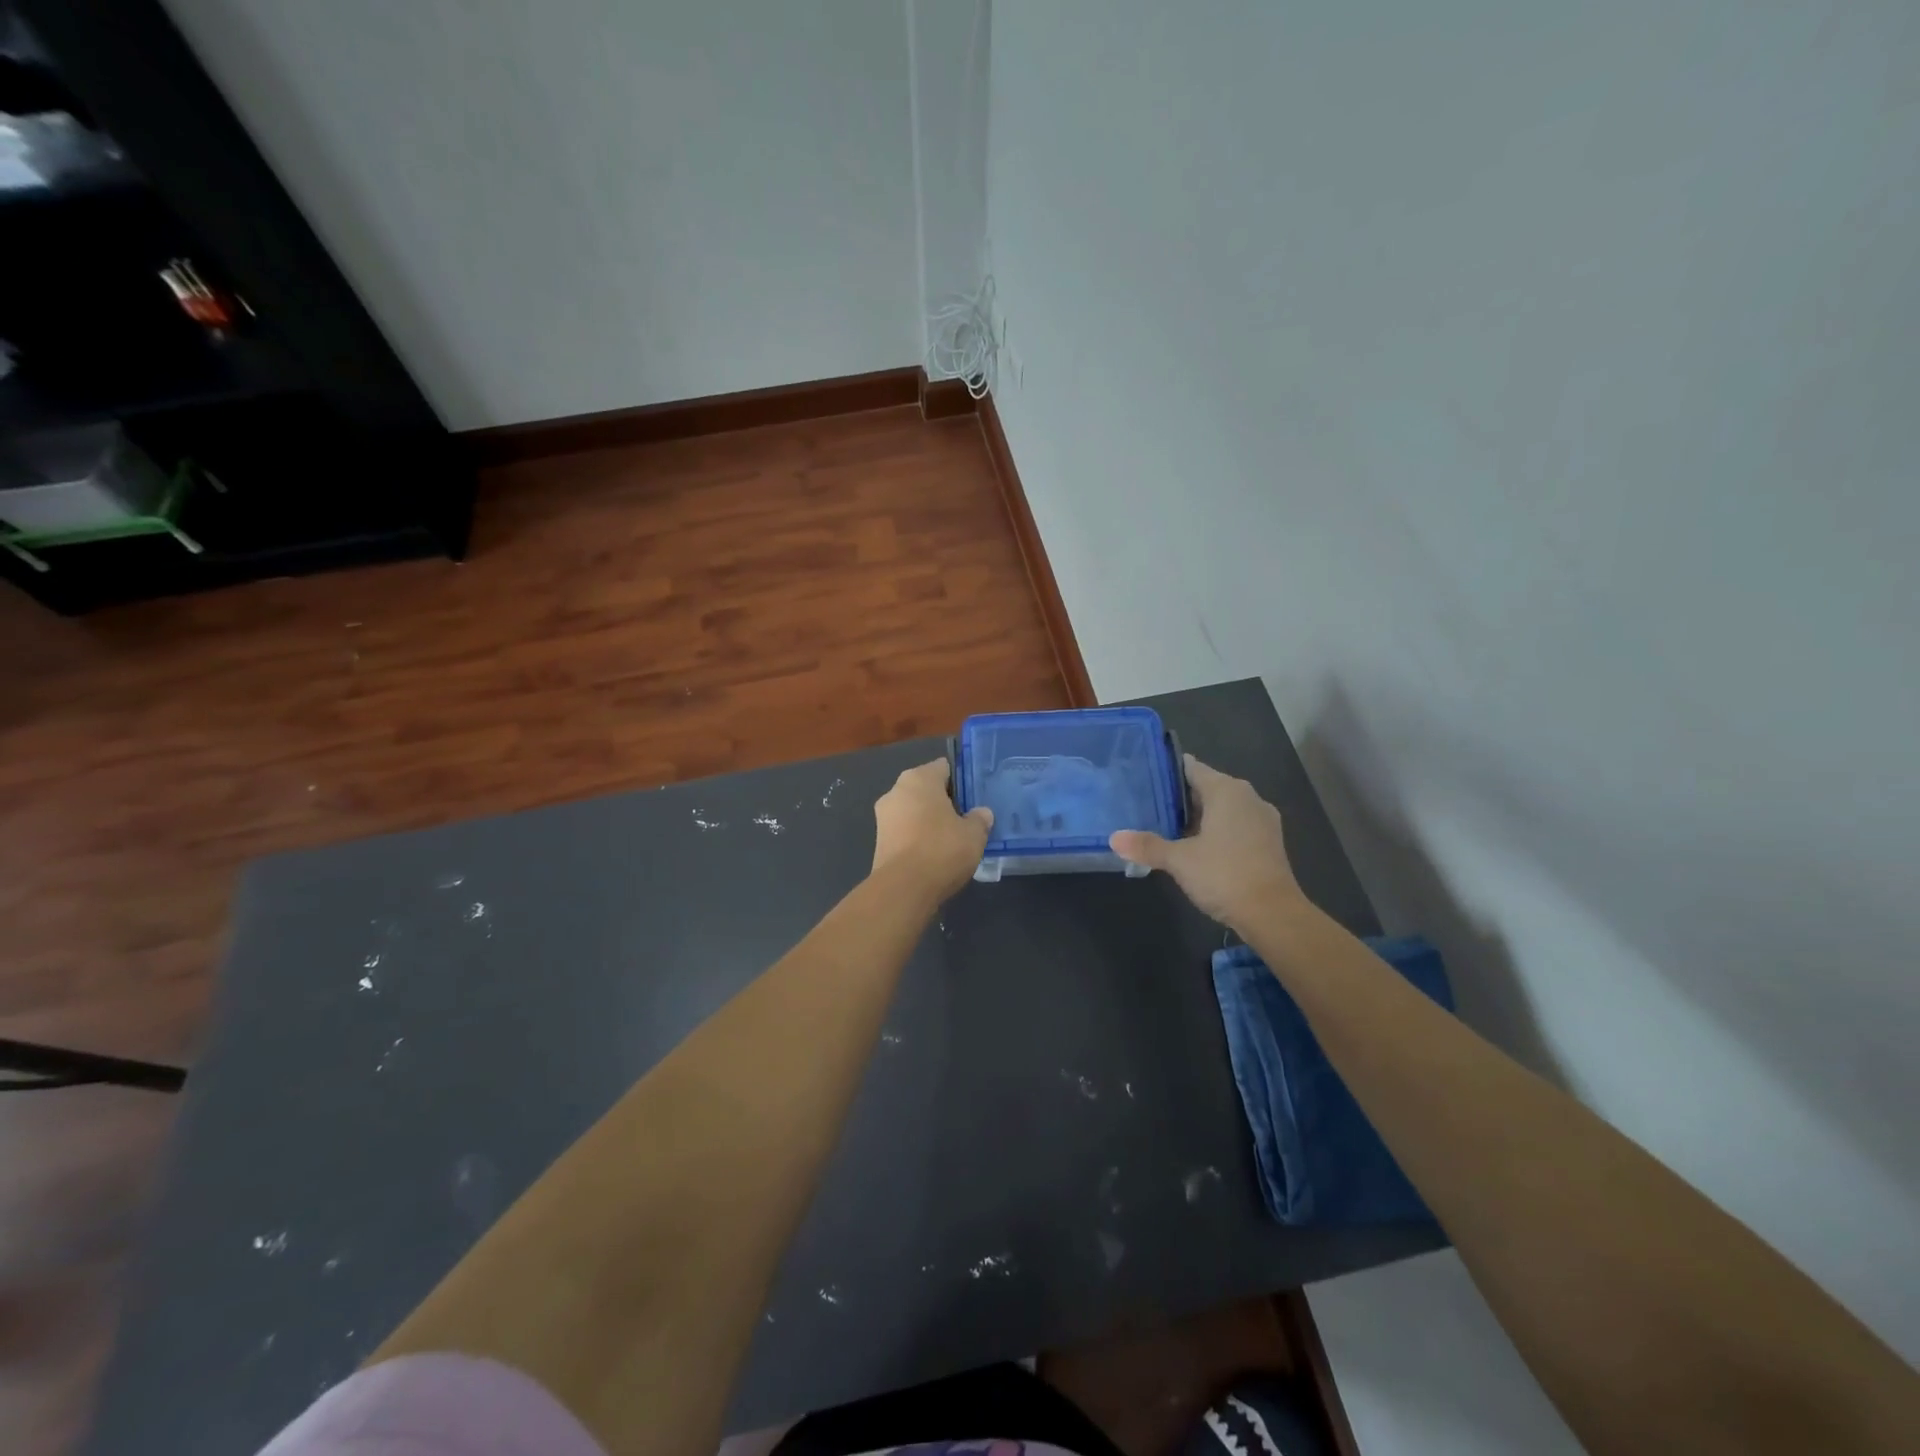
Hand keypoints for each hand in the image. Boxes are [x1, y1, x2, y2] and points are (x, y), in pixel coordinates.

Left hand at [871, 760, 993, 902]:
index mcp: (919, 778)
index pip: (944, 768)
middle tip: (967, 818)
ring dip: (929, 820)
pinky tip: (934, 854)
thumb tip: (981, 813)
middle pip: (926, 789)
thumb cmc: (941, 849)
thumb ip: (980, 819)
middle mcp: (896, 790)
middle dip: (944, 801)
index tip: (975, 797)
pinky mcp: (878, 840)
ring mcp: (883, 816)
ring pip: (913, 811)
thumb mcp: (974, 834)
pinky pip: (905, 830)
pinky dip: (917, 837)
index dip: (961, 780)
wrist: (903, 888)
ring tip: (952, 839)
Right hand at [1110, 755, 1304, 930]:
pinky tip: (1195, 848)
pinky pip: (1235, 826)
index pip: (1192, 768)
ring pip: (1222, 808)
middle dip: (1179, 797)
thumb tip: (1114, 838)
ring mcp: (1262, 820)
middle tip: (1147, 805)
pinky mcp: (1268, 842)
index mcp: (1227, 790)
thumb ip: (1147, 846)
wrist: (1273, 914)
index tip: (1144, 777)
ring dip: (1198, 817)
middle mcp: (1248, 797)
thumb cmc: (1224, 875)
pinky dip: (1216, 831)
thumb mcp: (1179, 860)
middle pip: (1207, 787)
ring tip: (1165, 827)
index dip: (1167, 771)